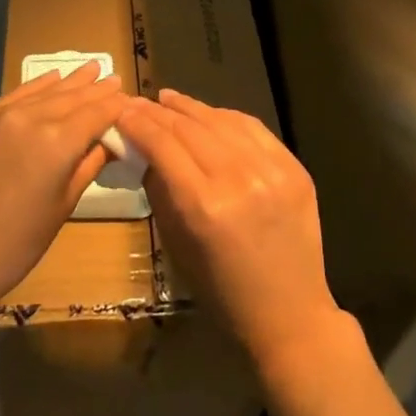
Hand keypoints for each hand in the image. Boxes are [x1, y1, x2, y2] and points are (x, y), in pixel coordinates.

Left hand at [0, 65, 123, 307]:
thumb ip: (89, 164)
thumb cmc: (19, 241)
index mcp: (58, 142)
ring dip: (69, 80)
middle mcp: (32, 117)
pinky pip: (15, 94)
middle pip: (72, 97)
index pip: (96, 113)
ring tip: (89, 67)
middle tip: (113, 76)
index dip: (114, 105)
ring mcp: (1, 114)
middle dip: (95, 88)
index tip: (128, 97)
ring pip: (44, 90)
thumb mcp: (64, 204)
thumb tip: (109, 141)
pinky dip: (37, 86)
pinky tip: (50, 79)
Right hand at [118, 89, 351, 375]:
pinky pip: (253, 128)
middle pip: (189, 128)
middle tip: (139, 101)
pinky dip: (225, 117)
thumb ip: (160, 190)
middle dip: (158, 112)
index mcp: (203, 206)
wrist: (290, 316)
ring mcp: (271, 170)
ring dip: (190, 107)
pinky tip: (208, 113)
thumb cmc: (222, 292)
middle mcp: (238, 179)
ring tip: (168, 99)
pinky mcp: (294, 168)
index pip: (162, 145)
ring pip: (221, 120)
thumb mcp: (177, 245)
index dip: (138, 123)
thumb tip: (143, 149)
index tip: (121, 110)